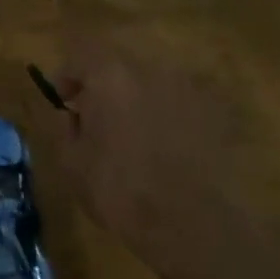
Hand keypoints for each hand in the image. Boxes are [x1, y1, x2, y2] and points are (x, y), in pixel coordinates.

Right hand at [32, 42, 248, 270]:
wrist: (193, 224)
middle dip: (106, 88)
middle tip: (99, 121)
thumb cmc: (122, 191)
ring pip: (152, 84)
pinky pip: (182, 105)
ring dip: (139, 102)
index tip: (64, 100)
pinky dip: (171, 118)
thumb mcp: (72, 164)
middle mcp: (150, 70)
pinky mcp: (215, 113)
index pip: (81, 54)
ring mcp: (187, 88)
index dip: (69, 74)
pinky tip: (170, 150)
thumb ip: (65, 128)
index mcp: (110, 76)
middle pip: (120, 67)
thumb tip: (73, 114)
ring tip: (137, 138)